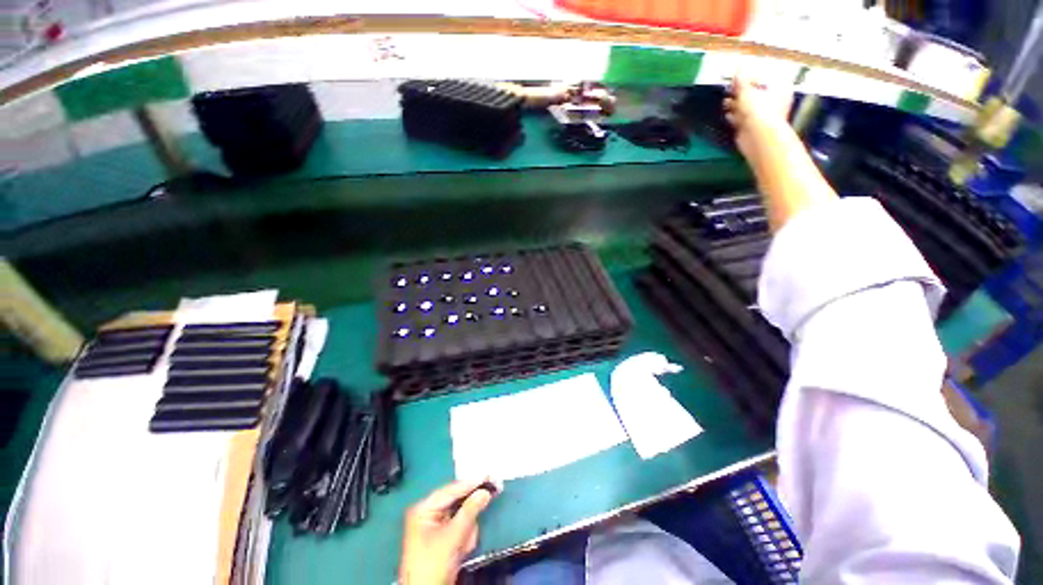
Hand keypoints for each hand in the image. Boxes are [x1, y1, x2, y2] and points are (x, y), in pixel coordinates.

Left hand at [399, 480, 496, 584]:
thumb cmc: (433, 564)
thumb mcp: (452, 537)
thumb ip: (470, 511)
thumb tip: (485, 491)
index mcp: (424, 508)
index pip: (451, 490)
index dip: (470, 483)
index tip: (489, 475)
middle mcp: (428, 512)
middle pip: (456, 503)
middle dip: (468, 515)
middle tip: (484, 504)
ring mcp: (434, 525)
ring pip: (460, 516)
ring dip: (466, 530)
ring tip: (462, 546)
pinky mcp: (441, 537)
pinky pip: (459, 528)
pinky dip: (464, 537)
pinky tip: (461, 550)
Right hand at [723, 75, 794, 162]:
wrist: (757, 137)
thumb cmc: (758, 110)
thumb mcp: (747, 91)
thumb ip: (741, 81)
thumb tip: (738, 68)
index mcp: (779, 88)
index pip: (762, 78)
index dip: (748, 78)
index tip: (735, 79)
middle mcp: (774, 101)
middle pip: (754, 93)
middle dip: (740, 93)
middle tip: (728, 90)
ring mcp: (764, 115)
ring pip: (747, 107)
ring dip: (736, 105)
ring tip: (725, 103)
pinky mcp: (753, 127)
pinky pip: (743, 119)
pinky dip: (735, 117)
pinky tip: (728, 115)